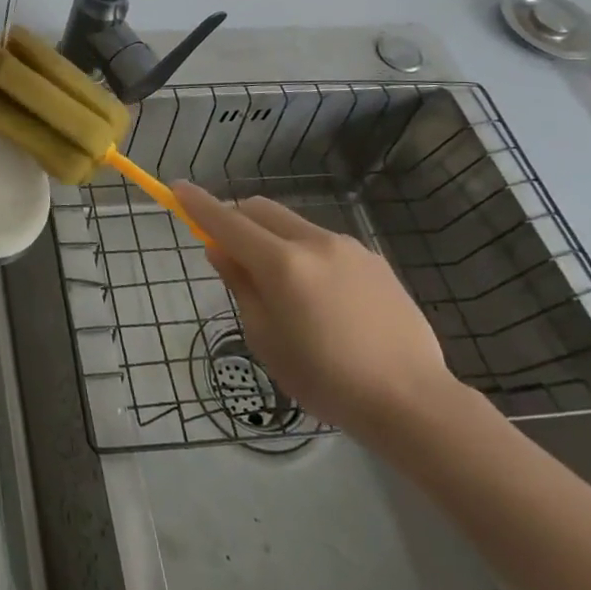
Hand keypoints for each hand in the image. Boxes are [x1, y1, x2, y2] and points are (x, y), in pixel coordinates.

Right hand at [172, 182, 462, 441]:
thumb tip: (221, 250)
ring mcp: (347, 247)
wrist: (414, 401)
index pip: (226, 221)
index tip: (177, 189)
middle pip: (260, 209)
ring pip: (293, 224)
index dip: (197, 204)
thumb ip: (240, 287)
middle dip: (236, 218)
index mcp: (281, 264)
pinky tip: (323, 298)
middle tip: (230, 252)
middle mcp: (313, 242)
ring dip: (272, 238)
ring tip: (284, 287)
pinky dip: (306, 254)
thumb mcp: (266, 340)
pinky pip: (324, 243)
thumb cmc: (327, 380)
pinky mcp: (373, 259)